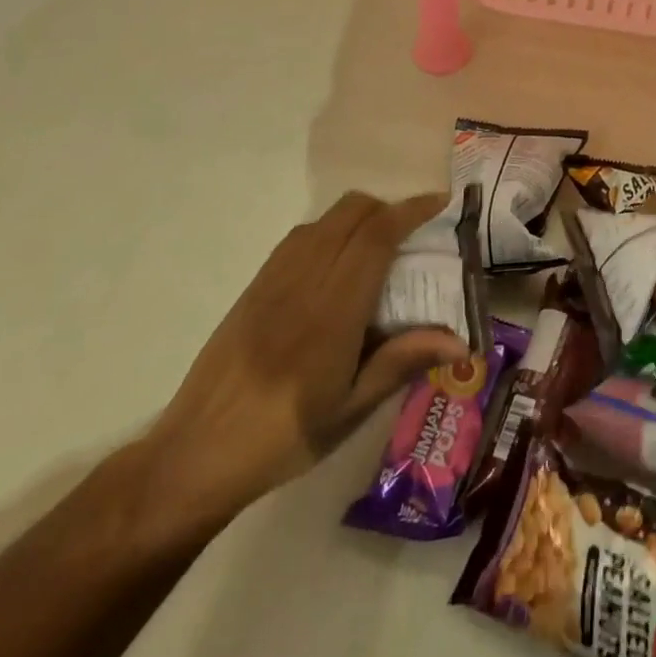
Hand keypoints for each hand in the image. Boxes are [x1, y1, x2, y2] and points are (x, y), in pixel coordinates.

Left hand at [132, 191, 467, 539]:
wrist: (195, 454)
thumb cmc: (283, 438)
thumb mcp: (350, 410)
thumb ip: (403, 362)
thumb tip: (460, 341)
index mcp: (334, 309)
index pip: (377, 236)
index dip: (411, 211)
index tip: (439, 202)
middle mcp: (305, 279)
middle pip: (352, 212)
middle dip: (388, 208)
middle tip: (413, 231)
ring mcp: (274, 278)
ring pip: (325, 219)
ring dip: (359, 216)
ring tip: (379, 245)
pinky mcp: (255, 285)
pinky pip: (300, 237)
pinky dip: (329, 230)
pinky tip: (336, 263)